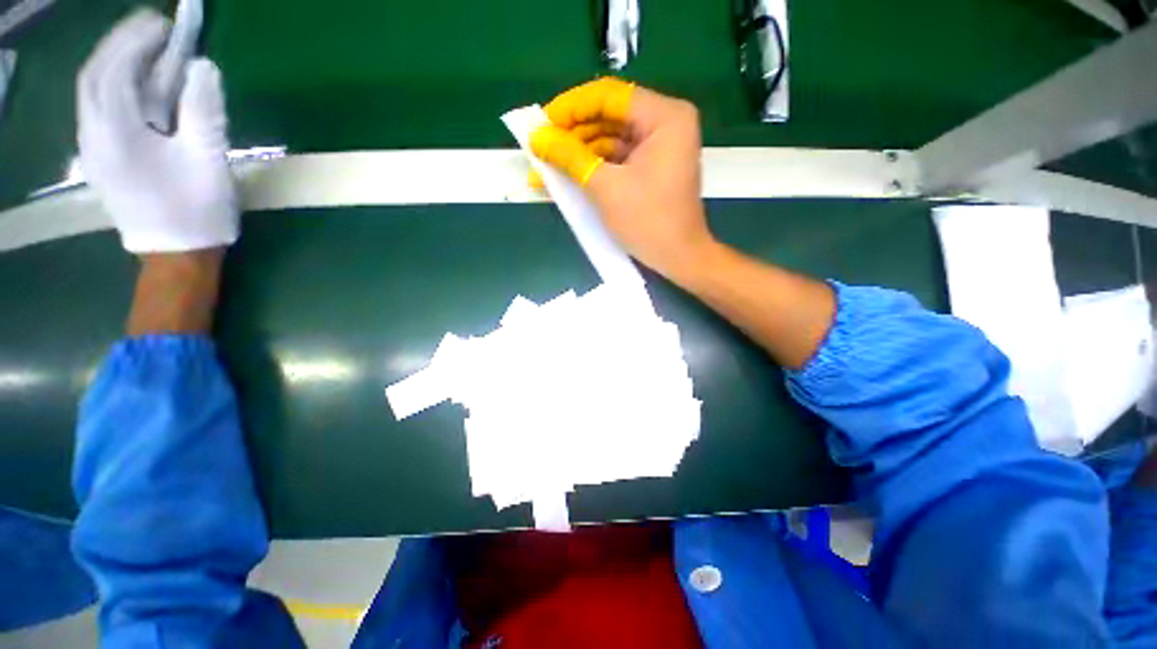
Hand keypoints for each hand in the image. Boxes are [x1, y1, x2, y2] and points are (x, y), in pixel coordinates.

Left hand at [78, 10, 237, 253]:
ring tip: (148, 49)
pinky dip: (115, 84)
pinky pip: (97, 107)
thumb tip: (202, 66)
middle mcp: (92, 135)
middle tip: (155, 29)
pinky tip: (136, 82)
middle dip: (123, 43)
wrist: (176, 254)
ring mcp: (91, 147)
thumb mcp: (208, 159)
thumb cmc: (196, 210)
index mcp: (116, 135)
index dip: (137, 40)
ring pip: (93, 90)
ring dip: (117, 61)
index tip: (166, 25)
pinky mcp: (99, 156)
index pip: (114, 70)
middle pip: (95, 75)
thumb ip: (203, 109)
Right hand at [530, 78, 715, 281]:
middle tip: (540, 147)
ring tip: (545, 167)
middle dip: (571, 134)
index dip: (570, 108)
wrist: (678, 259)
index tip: (540, 123)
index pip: (609, 97)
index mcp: (664, 117)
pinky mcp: (651, 168)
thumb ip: (570, 157)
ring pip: (610, 139)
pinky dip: (593, 167)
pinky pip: (617, 159)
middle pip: (608, 117)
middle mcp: (664, 123)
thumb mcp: (606, 188)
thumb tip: (536, 137)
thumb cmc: (648, 222)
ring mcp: (659, 147)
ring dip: (578, 153)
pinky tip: (567, 176)